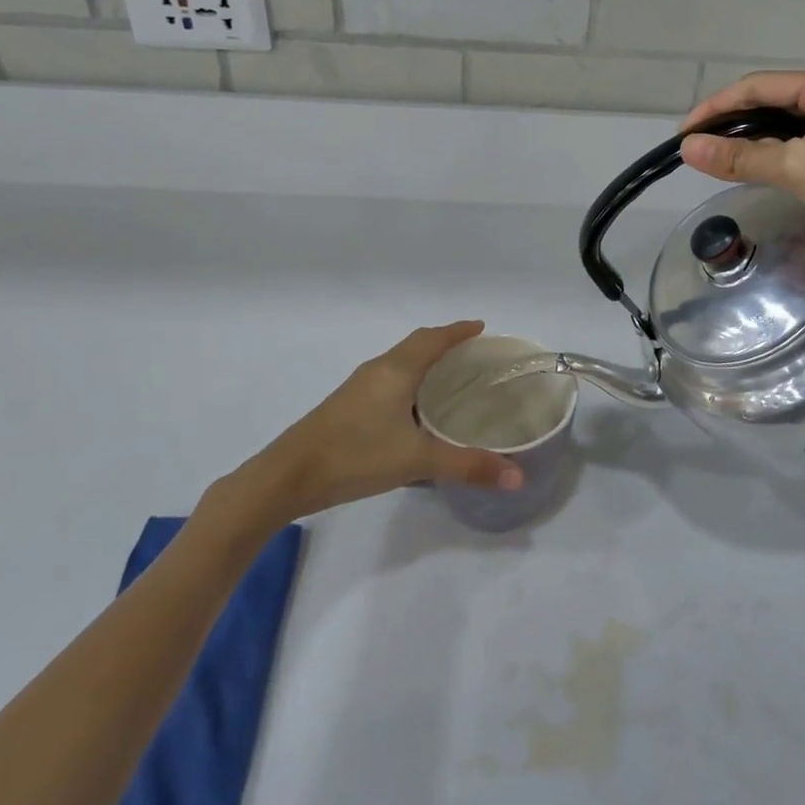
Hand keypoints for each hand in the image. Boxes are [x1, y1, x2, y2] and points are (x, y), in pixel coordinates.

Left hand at [211, 321, 525, 525]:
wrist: (286, 477)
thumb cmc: (355, 456)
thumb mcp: (417, 461)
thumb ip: (468, 466)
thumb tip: (518, 475)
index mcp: (396, 370)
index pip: (433, 338)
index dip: (458, 331)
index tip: (482, 327)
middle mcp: (377, 370)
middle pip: (415, 345)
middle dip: (444, 343)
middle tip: (473, 353)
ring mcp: (357, 388)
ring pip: (398, 363)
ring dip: (424, 362)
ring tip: (450, 377)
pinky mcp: (346, 406)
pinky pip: (387, 380)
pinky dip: (408, 381)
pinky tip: (414, 409)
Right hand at [680, 65, 804, 275]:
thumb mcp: (799, 169)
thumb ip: (741, 157)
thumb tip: (689, 148)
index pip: (759, 86)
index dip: (716, 107)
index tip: (683, 134)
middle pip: (774, 101)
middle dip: (734, 122)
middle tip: (698, 149)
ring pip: (789, 125)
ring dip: (755, 140)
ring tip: (720, 160)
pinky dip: (778, 155)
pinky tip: (761, 170)